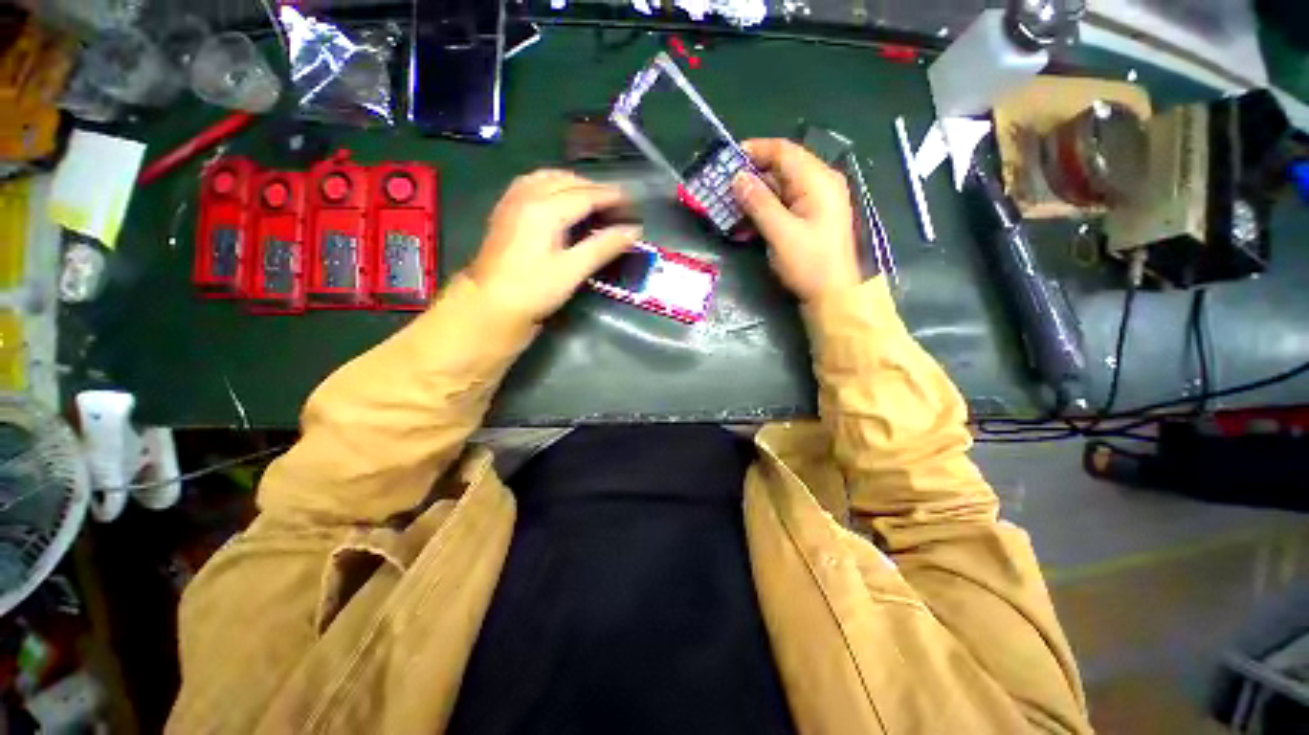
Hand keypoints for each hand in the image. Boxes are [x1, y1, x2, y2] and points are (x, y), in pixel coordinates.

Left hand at [469, 170, 640, 321]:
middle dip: (593, 187)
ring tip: (590, 195)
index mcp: (545, 210)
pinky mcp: (504, 211)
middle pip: (566, 180)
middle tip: (615, 201)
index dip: (610, 196)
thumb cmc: (534, 289)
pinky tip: (556, 196)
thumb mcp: (573, 270)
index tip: (631, 198)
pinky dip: (551, 184)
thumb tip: (634, 231)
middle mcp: (527, 196)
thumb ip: (603, 247)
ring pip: (546, 178)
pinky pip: (531, 184)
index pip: (585, 195)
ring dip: (571, 181)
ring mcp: (512, 202)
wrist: (490, 304)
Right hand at [732, 139, 860, 301]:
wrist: (833, 295)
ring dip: (755, 195)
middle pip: (782, 168)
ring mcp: (816, 201)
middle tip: (724, 186)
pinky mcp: (811, 218)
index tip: (727, 159)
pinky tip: (746, 222)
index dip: (754, 150)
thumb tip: (737, 178)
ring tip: (730, 205)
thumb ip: (759, 203)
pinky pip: (784, 204)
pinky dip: (765, 210)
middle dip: (751, 174)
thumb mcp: (781, 233)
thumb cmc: (810, 263)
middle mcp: (820, 184)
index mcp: (818, 180)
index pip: (783, 151)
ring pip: (781, 187)